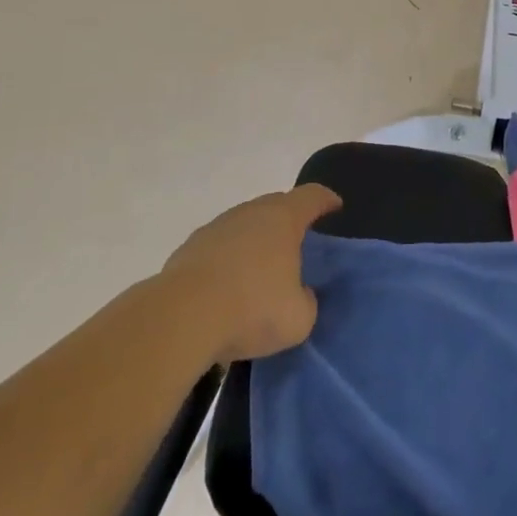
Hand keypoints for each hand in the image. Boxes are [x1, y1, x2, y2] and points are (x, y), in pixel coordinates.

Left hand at [160, 184, 342, 364]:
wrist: (181, 317)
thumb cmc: (251, 309)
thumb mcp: (298, 318)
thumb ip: (307, 301)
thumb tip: (299, 294)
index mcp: (283, 219)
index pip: (312, 196)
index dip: (326, 200)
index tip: (335, 207)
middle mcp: (251, 212)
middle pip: (276, 205)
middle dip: (290, 219)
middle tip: (299, 242)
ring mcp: (217, 226)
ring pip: (245, 224)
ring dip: (256, 240)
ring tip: (261, 269)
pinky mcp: (190, 247)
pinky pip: (220, 246)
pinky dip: (229, 258)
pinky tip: (227, 286)